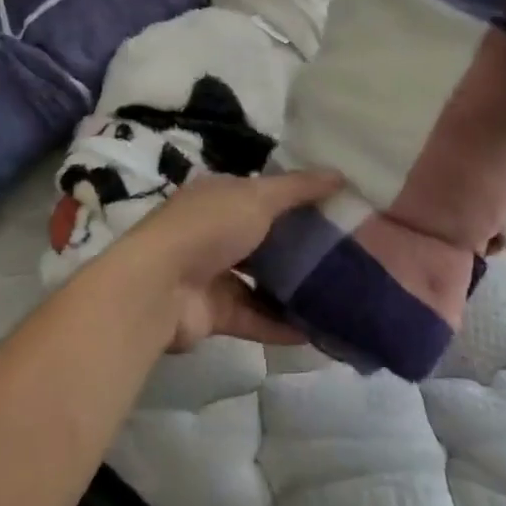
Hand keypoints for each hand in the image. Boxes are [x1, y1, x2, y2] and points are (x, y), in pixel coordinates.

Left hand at [117, 169, 340, 351]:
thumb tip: (339, 174)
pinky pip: (256, 317)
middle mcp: (214, 230)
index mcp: (219, 194)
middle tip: (346, 253)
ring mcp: (212, 273)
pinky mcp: (215, 313)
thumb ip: (297, 189)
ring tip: (338, 294)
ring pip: (260, 279)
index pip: (262, 191)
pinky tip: (319, 332)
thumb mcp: (257, 197)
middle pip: (263, 236)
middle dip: (298, 244)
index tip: (336, 205)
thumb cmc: (209, 228)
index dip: (296, 196)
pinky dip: (283, 324)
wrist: (159, 288)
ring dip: (293, 288)